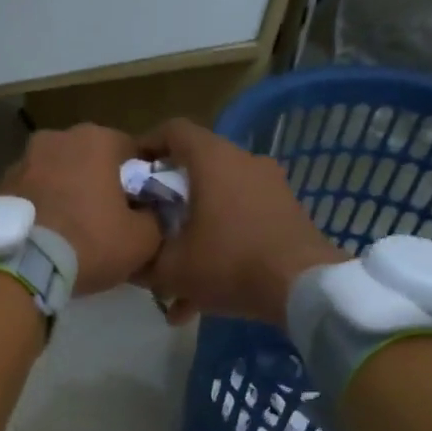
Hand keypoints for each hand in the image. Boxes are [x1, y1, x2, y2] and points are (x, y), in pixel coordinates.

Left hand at [0, 124, 162, 297]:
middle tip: (107, 219)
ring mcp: (23, 159)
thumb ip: (156, 217)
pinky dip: (42, 205)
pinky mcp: (0, 184)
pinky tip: (48, 233)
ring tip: (73, 229)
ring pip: (59, 173)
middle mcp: (57, 137)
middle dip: (100, 182)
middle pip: (91, 159)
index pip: (132, 152)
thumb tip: (152, 213)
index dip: (140, 180)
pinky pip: (33, 192)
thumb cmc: (90, 243)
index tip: (140, 206)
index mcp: (97, 139)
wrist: (22, 267)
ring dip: (68, 192)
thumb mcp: (142, 239)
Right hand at [137, 118, 345, 327]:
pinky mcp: (287, 214)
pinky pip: (242, 225)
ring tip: (174, 280)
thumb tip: (130, 261)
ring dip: (194, 236)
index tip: (128, 172)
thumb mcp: (171, 269)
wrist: (303, 287)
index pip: (172, 130)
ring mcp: (270, 188)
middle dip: (168, 201)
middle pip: (195, 170)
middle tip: (149, 226)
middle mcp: (244, 162)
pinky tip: (203, 300)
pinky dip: (221, 250)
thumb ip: (143, 260)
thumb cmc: (229, 263)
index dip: (145, 145)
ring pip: (219, 204)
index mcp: (212, 159)